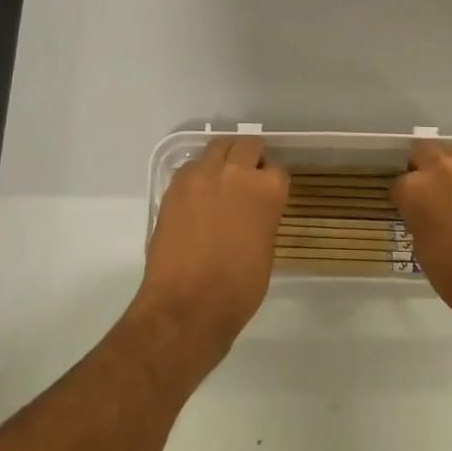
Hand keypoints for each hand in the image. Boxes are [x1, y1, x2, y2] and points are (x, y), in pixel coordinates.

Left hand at [139, 136, 288, 369]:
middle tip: (246, 178)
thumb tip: (252, 211)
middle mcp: (236, 172)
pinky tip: (197, 198)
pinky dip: (197, 176)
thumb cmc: (238, 288)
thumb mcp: (265, 248)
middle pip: (247, 145)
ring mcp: (201, 176)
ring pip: (216, 148)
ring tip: (219, 182)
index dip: (271, 183)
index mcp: (267, 190)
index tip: (267, 195)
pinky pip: (191, 168)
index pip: (276, 170)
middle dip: (249, 157)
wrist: (187, 305)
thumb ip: (262, 217)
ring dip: (222, 160)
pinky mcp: (175, 187)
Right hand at [393, 140, 451, 338]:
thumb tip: (425, 213)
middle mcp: (442, 167)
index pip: (398, 185)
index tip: (410, 213)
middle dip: (422, 170)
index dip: (404, 201)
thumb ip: (418, 220)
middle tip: (431, 195)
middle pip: (423, 152)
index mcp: (415, 189)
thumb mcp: (422, 250)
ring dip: (450, 171)